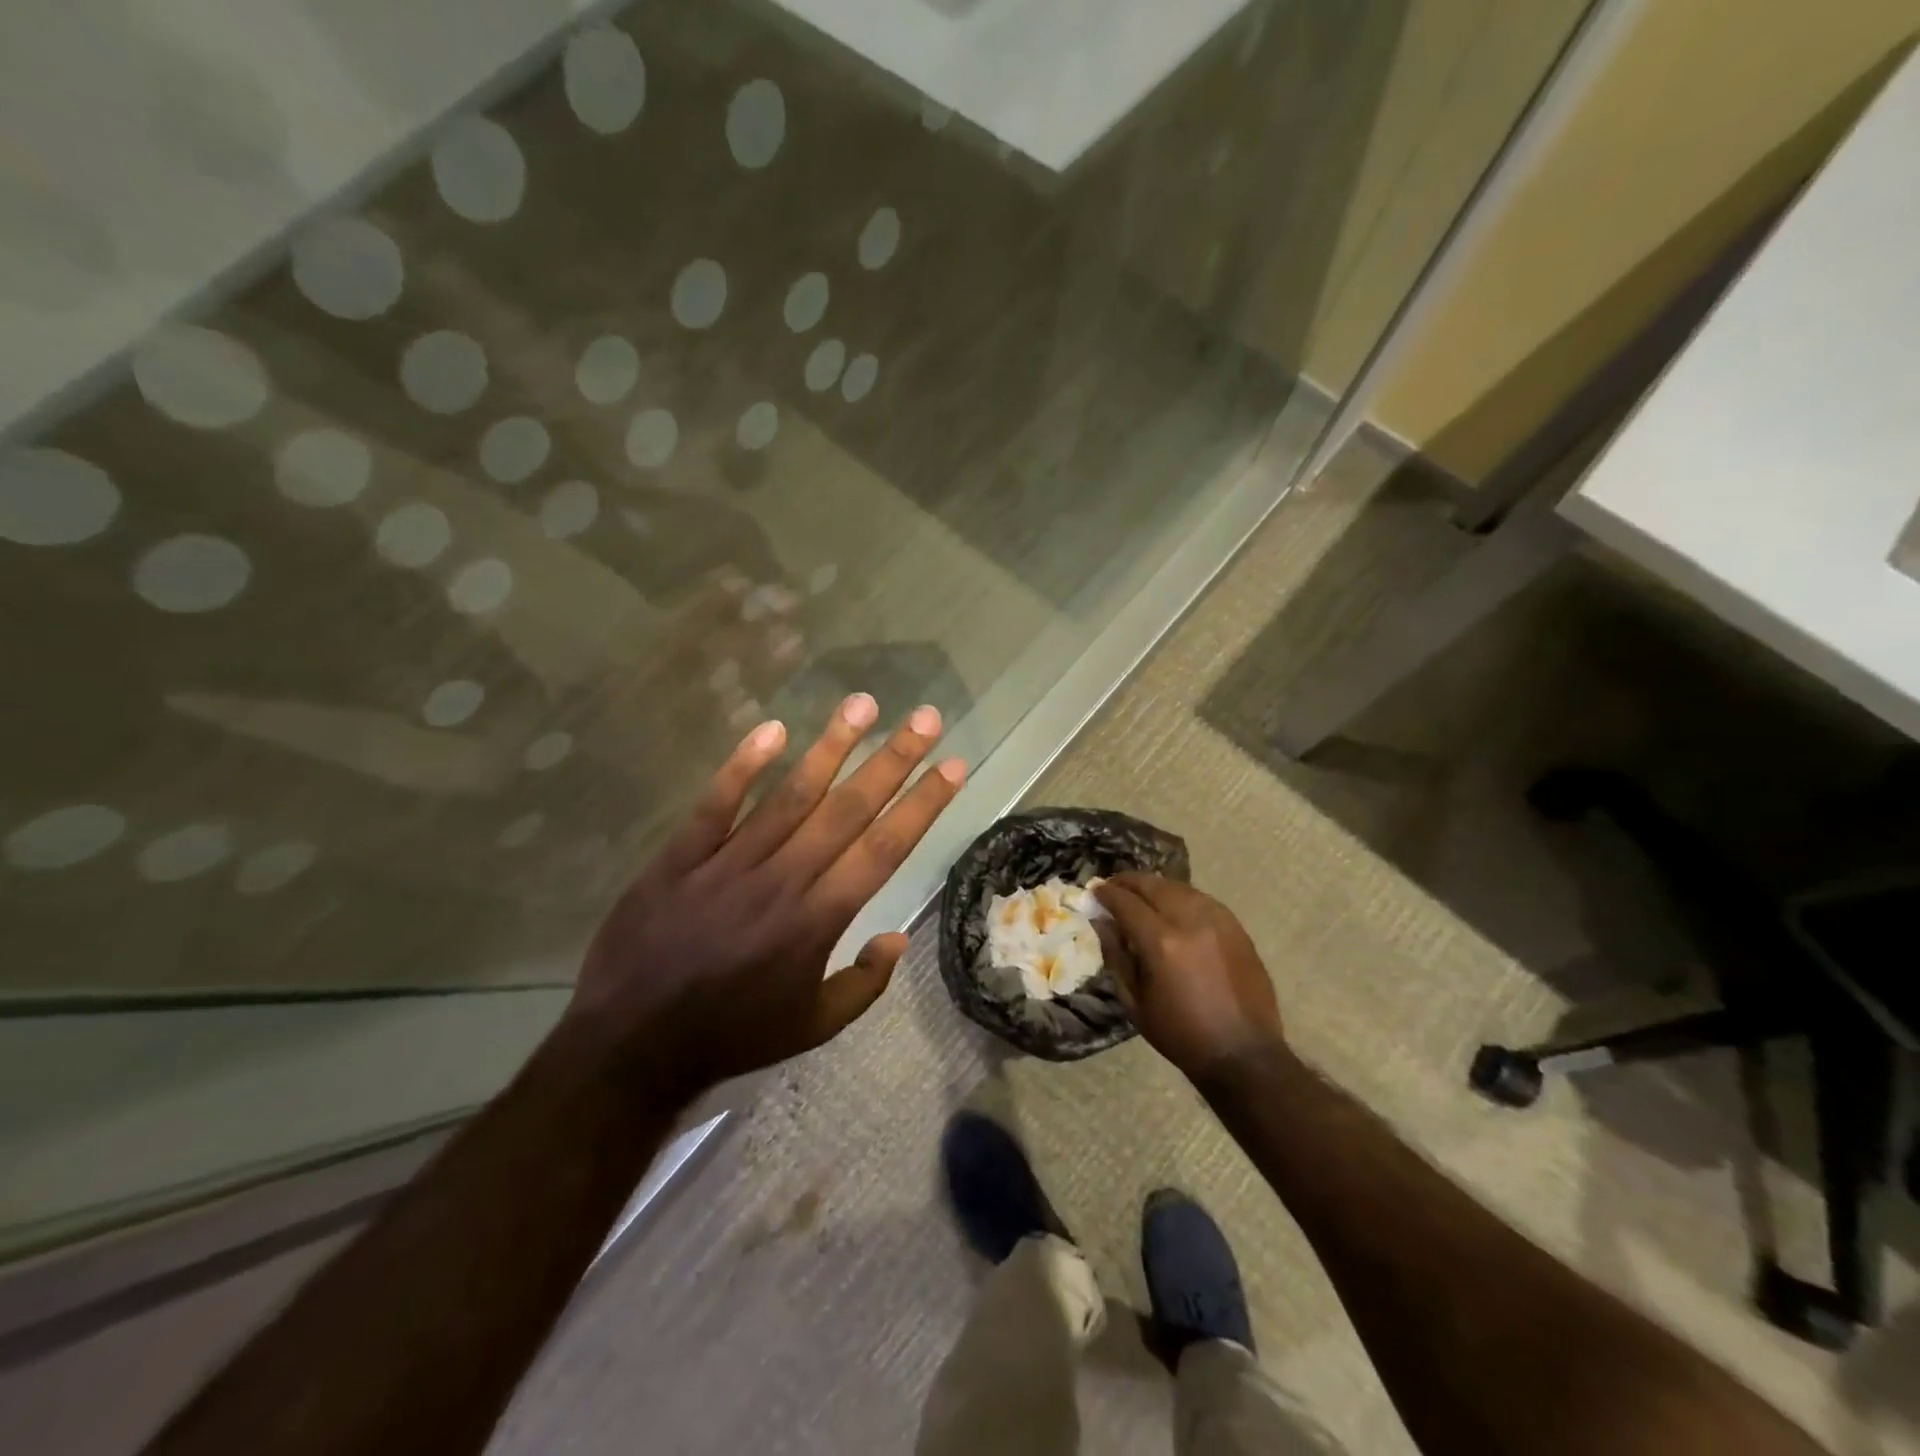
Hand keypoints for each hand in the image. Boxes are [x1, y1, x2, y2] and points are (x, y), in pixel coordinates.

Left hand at [570, 694, 964, 1099]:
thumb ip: (863, 985)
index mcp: (818, 920)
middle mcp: (783, 880)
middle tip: (926, 718)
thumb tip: (898, 938)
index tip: (952, 766)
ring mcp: (729, 863)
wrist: (630, 1045)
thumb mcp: (813, 1027)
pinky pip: (716, 804)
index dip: (922, 804)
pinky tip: (771, 729)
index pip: (883, 849)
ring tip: (862, 704)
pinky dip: (742, 766)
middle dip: (892, 760)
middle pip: (847, 809)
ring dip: (831, 747)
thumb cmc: (732, 1035)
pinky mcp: (681, 857)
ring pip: (790, 794)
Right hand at [1093, 874, 1285, 1082]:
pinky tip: (1172, 906)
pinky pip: (1201, 899)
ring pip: (1179, 887)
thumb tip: (1102, 923)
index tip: (1094, 891)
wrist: (1243, 1053)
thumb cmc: (1181, 1034)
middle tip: (1114, 886)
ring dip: (1155, 886)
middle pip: (1153, 886)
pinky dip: (1181, 896)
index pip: (1126, 902)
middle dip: (1129, 882)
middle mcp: (1190, 921)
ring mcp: (1218, 921)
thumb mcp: (1135, 1002)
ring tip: (1141, 894)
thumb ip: (1116, 956)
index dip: (1107, 893)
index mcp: (1161, 943)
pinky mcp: (1236, 927)